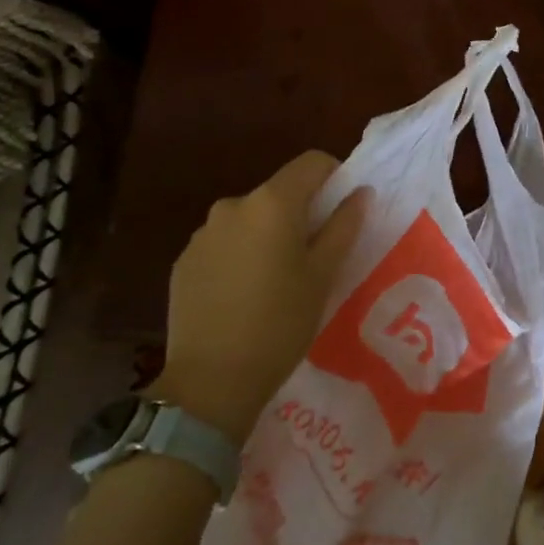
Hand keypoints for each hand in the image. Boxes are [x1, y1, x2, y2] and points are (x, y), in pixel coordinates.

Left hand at [148, 151, 368, 441]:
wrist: (210, 381)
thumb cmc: (280, 323)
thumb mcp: (323, 275)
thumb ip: (343, 226)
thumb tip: (360, 193)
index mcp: (272, 203)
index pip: (311, 163)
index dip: (334, 176)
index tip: (343, 209)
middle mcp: (233, 205)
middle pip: (278, 192)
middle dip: (300, 212)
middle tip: (314, 255)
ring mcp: (203, 233)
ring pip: (249, 219)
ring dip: (267, 234)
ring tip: (276, 280)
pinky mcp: (184, 261)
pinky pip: (223, 243)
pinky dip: (239, 255)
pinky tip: (243, 295)